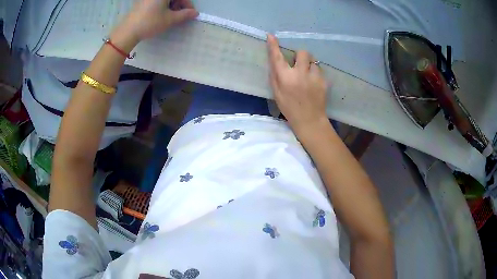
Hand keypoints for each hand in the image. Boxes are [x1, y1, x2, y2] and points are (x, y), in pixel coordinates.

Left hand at [117, 0, 197, 42]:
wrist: (127, 31)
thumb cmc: (150, 23)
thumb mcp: (169, 19)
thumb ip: (184, 15)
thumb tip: (195, 13)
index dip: (188, 4)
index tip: (191, 14)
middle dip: (179, 5)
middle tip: (180, 16)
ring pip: (165, 0)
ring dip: (171, 5)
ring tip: (171, 17)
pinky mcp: (141, 2)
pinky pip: (156, 2)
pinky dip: (162, 6)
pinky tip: (161, 15)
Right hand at [267, 34, 328, 135]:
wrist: (309, 120)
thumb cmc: (289, 108)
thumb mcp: (276, 93)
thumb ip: (275, 76)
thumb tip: (275, 61)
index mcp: (285, 78)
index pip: (277, 57)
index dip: (274, 45)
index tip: (271, 36)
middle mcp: (299, 74)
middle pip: (302, 52)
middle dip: (300, 56)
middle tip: (298, 64)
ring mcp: (314, 77)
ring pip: (313, 61)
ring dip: (309, 65)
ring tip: (308, 76)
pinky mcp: (324, 81)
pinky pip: (319, 71)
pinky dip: (315, 74)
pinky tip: (314, 84)